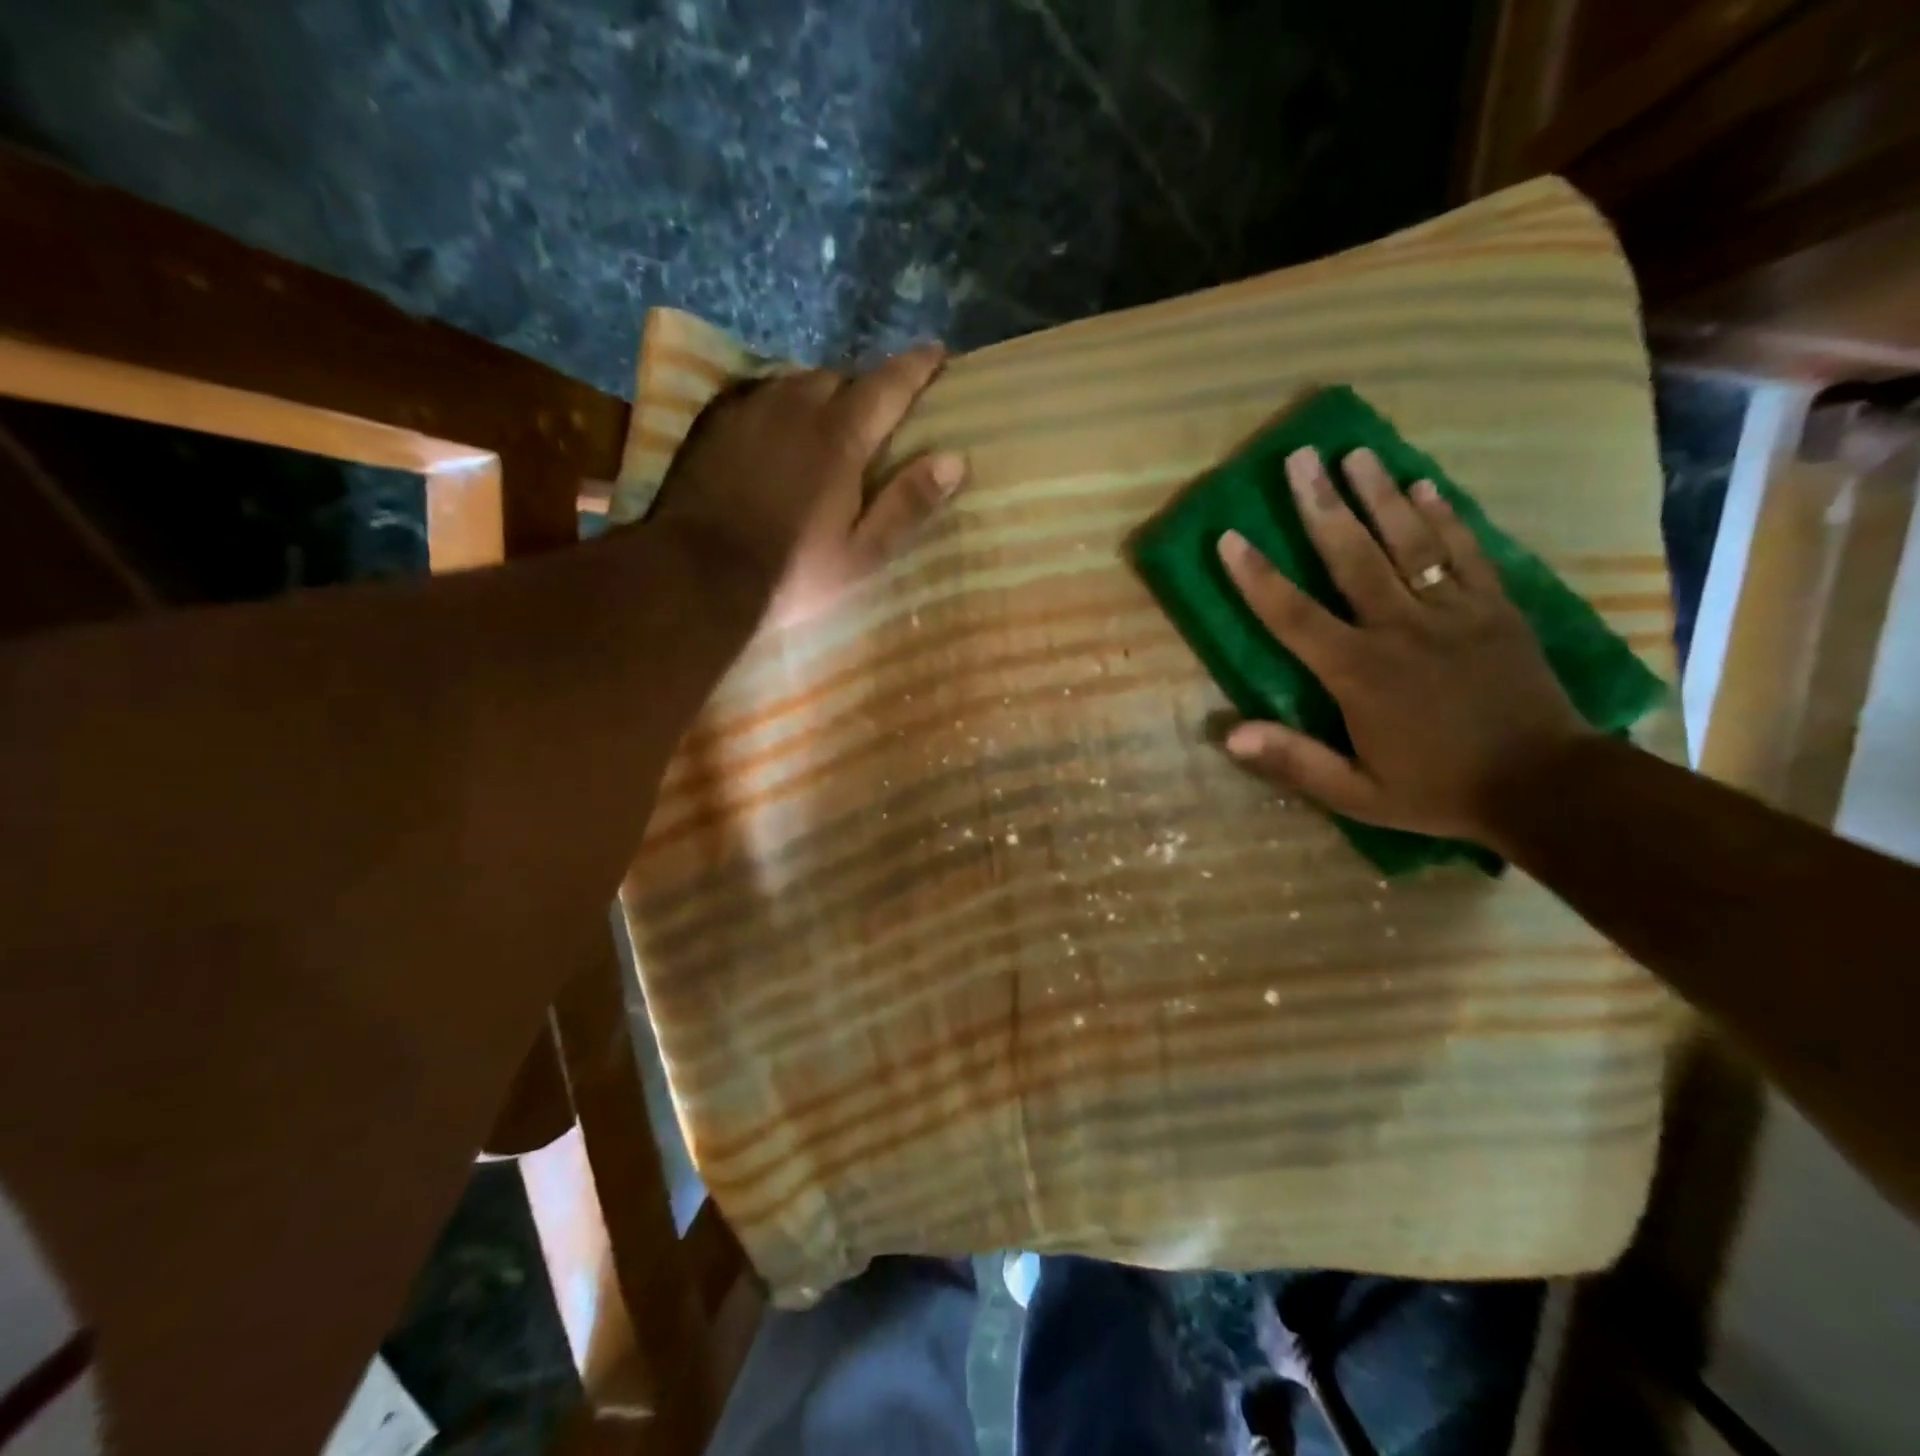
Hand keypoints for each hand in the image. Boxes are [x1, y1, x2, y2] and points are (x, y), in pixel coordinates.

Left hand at [651, 345, 967, 625]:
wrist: (695, 577)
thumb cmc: (790, 573)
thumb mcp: (861, 553)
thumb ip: (908, 504)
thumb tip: (955, 460)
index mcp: (839, 437)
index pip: (889, 384)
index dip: (918, 367)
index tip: (938, 354)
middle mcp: (795, 406)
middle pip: (841, 378)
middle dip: (864, 390)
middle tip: (875, 417)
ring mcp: (748, 409)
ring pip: (796, 383)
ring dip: (820, 396)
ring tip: (826, 424)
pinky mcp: (714, 423)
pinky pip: (758, 396)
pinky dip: (779, 406)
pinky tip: (777, 432)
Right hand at [1216, 445, 1592, 845]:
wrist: (1546, 788)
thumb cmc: (1438, 791)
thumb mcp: (1356, 793)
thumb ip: (1294, 760)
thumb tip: (1228, 734)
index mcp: (1359, 673)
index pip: (1294, 616)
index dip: (1257, 577)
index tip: (1230, 537)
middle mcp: (1401, 629)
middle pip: (1353, 557)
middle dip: (1322, 506)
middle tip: (1299, 458)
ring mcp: (1454, 613)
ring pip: (1410, 542)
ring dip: (1380, 494)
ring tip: (1355, 452)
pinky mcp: (1497, 609)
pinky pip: (1468, 553)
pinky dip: (1446, 517)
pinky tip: (1426, 485)